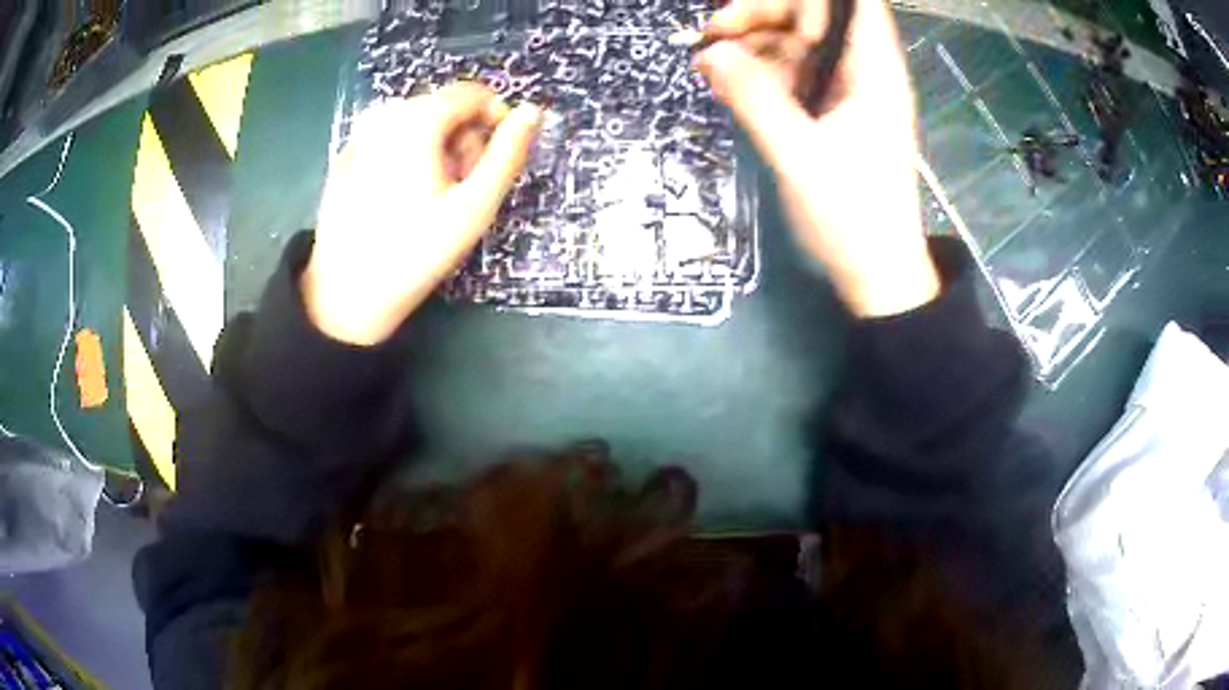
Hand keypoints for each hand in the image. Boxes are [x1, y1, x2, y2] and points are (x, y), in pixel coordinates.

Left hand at [304, 83, 541, 344]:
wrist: (346, 294)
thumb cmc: (416, 252)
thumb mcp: (474, 206)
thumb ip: (508, 154)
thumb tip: (533, 112)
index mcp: (416, 120)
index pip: (472, 93)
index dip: (497, 118)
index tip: (498, 159)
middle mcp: (384, 116)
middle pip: (443, 107)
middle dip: (464, 138)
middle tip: (464, 188)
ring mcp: (359, 136)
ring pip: (417, 123)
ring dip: (438, 149)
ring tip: (435, 196)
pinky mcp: (345, 158)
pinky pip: (390, 140)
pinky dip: (408, 157)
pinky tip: (402, 199)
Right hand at [696, 0, 939, 317]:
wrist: (876, 273)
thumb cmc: (852, 217)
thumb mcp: (799, 155)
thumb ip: (755, 98)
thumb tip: (711, 51)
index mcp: (873, 71)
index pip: (854, 3)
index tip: (758, 6)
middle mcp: (862, 71)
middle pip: (814, 16)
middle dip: (763, 13)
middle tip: (712, 31)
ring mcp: (846, 92)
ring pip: (799, 42)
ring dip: (753, 42)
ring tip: (708, 59)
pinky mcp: (831, 113)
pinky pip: (793, 74)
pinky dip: (760, 71)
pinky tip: (726, 79)